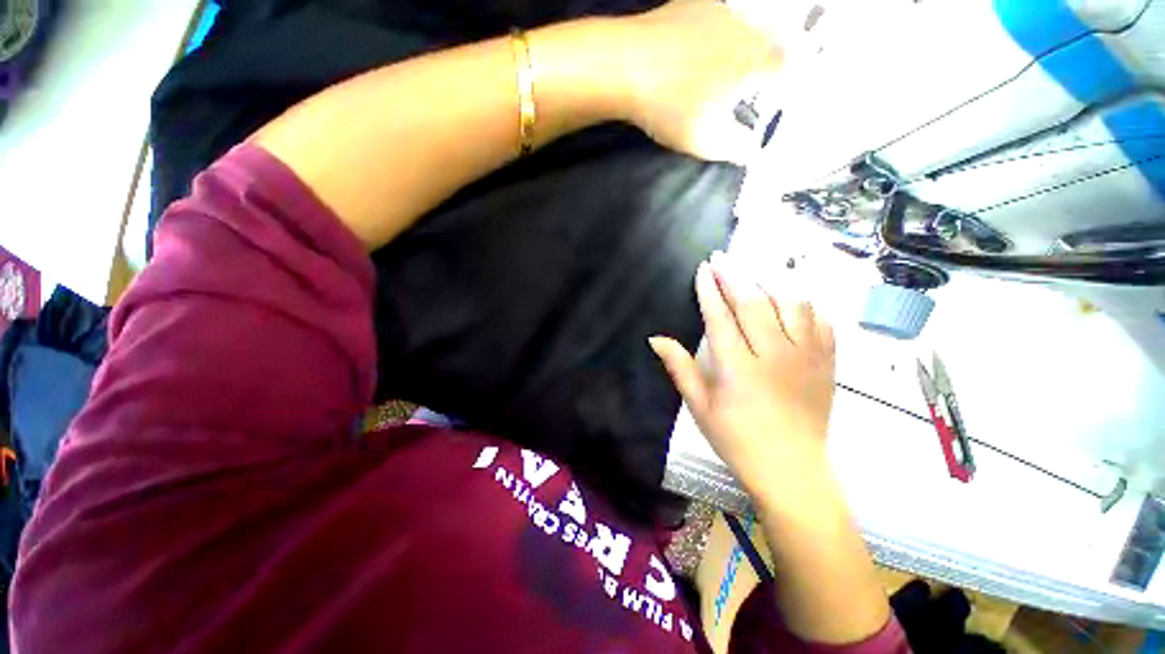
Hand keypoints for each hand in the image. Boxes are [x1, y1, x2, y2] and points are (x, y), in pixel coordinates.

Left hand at [617, 0, 782, 163]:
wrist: (626, 66)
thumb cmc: (670, 108)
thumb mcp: (704, 141)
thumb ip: (734, 147)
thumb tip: (751, 151)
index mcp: (754, 60)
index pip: (784, 67)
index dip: (779, 83)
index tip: (769, 97)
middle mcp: (746, 27)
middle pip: (767, 44)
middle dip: (761, 65)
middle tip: (743, 87)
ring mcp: (720, 10)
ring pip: (743, 28)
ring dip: (738, 49)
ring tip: (717, 72)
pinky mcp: (694, 2)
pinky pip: (716, 18)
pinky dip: (714, 34)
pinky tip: (694, 51)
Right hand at [649, 253, 835, 496]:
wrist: (792, 470)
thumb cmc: (737, 440)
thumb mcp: (700, 407)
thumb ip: (679, 368)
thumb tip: (656, 338)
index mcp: (737, 369)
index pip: (720, 317)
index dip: (709, 290)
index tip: (703, 269)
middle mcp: (773, 356)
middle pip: (753, 303)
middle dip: (734, 276)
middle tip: (721, 257)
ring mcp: (805, 358)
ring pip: (790, 305)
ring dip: (769, 285)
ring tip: (753, 276)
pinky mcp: (826, 364)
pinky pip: (820, 322)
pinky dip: (805, 306)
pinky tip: (791, 302)